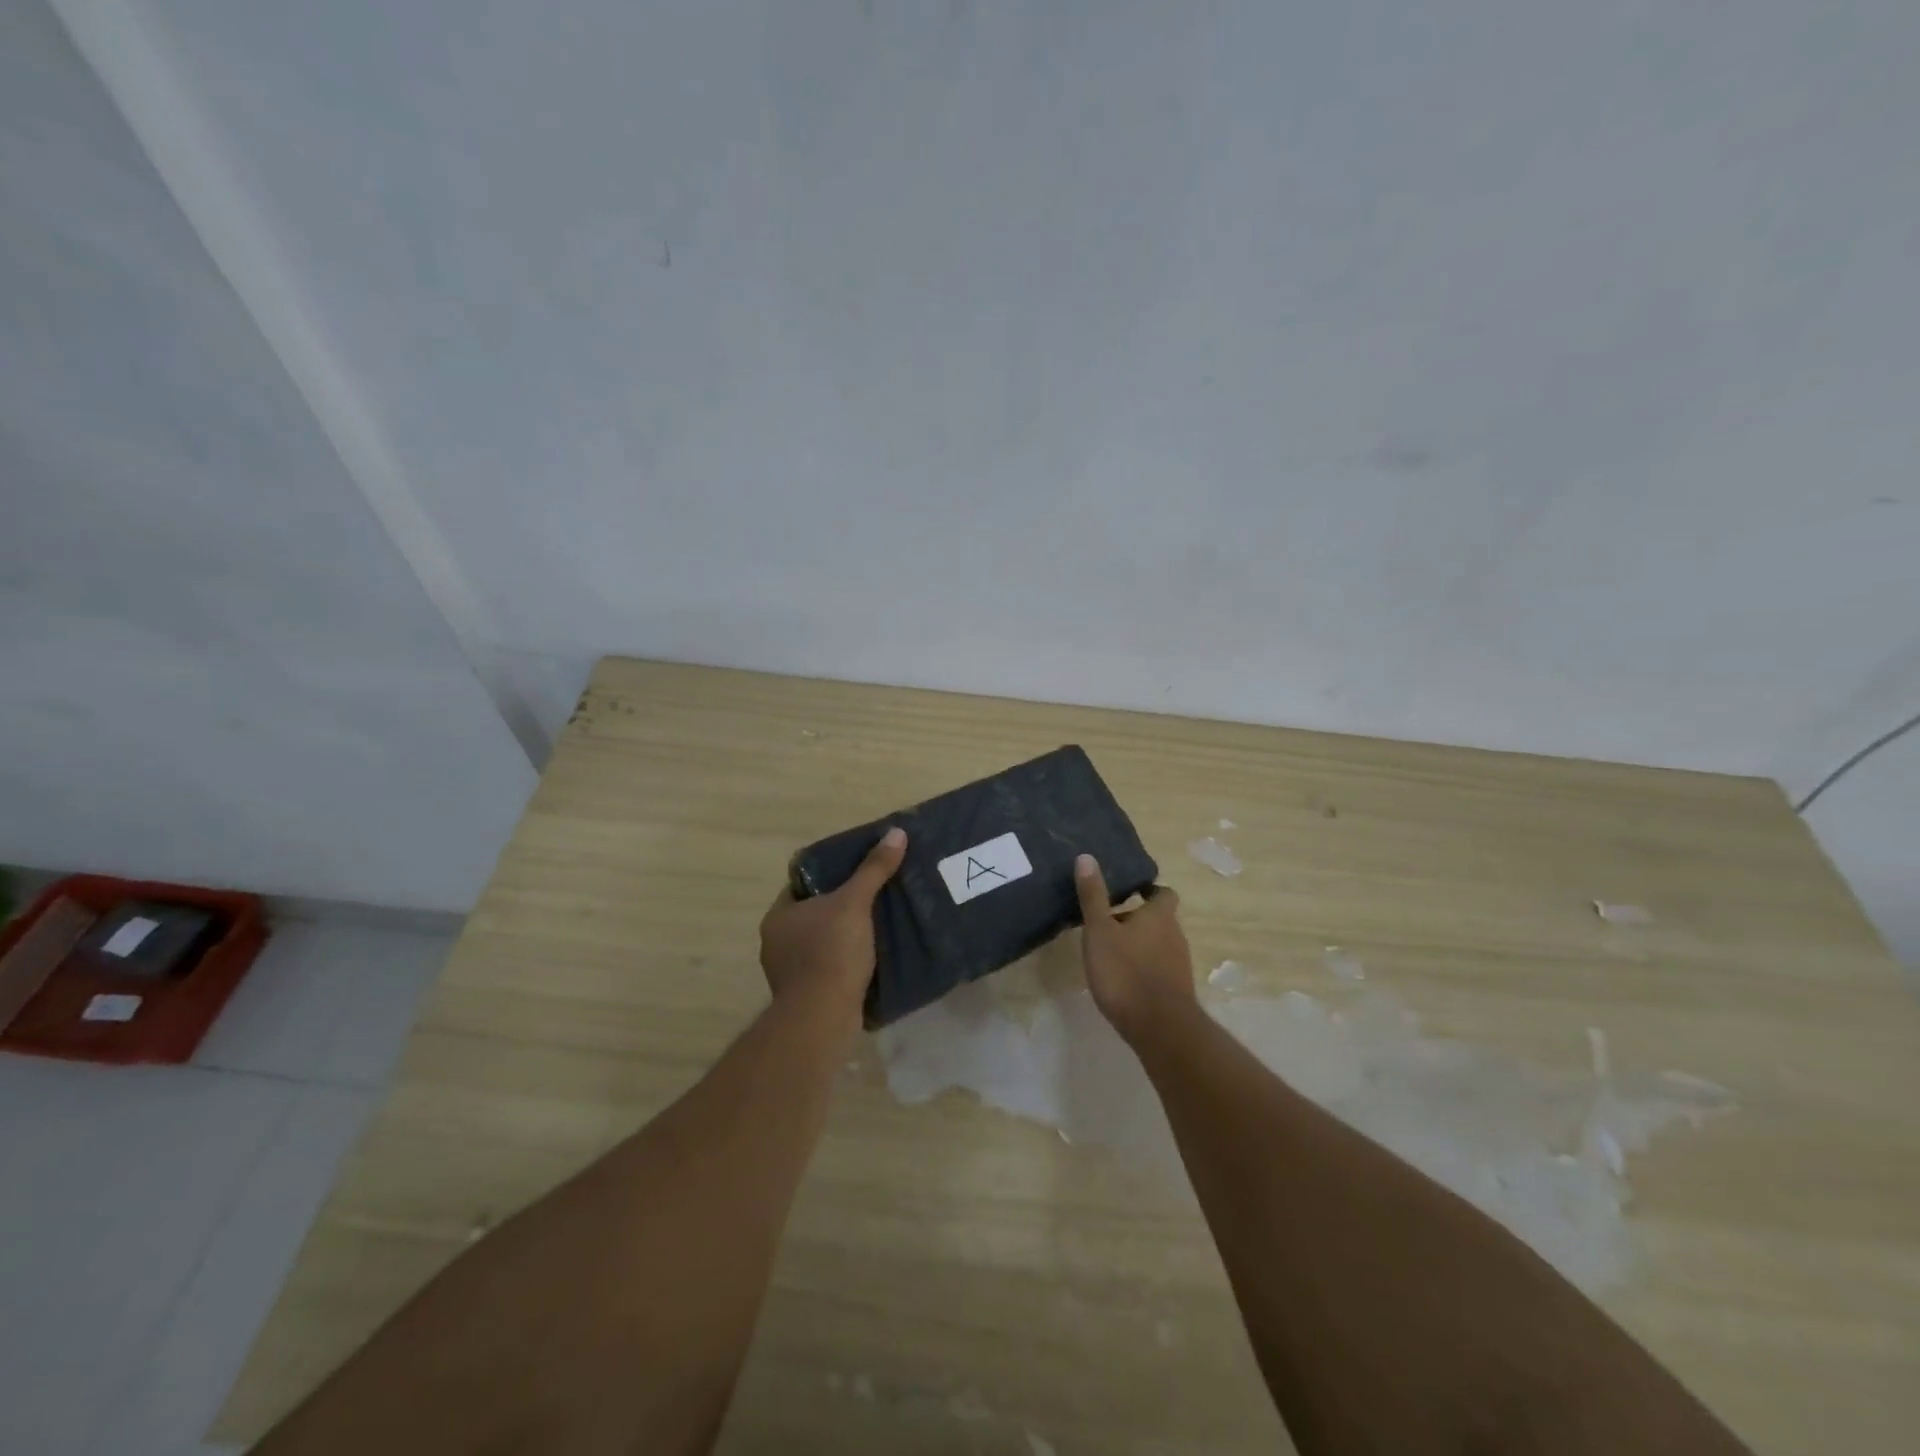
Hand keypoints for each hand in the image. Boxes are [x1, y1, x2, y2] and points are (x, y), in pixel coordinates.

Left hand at [759, 827, 906, 1021]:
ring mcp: (788, 973)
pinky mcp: (806, 997)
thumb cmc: (831, 952)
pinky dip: (845, 963)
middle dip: (839, 907)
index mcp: (778, 916)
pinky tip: (870, 959)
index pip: (801, 885)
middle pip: (813, 914)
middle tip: (873, 897)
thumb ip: (874, 869)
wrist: (822, 1018)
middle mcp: (776, 942)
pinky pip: (828, 969)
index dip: (828, 876)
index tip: (856, 872)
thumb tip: (896, 832)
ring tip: (877, 926)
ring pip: (820, 943)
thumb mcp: (855, 903)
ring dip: (843, 937)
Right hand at [1075, 853, 1195, 1041]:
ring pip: (1159, 944)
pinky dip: (1144, 967)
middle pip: (1160, 919)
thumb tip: (1086, 857)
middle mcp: (1175, 935)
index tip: (1128, 893)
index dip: (1149, 891)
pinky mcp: (1177, 990)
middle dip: (1138, 919)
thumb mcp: (1100, 931)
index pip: (1163, 893)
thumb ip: (1093, 896)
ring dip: (1140, 944)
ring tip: (1111, 951)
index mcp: (1159, 915)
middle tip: (1108, 923)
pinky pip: (1159, 968)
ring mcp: (1179, 964)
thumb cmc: (1126, 971)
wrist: (1159, 1028)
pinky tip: (1123, 978)